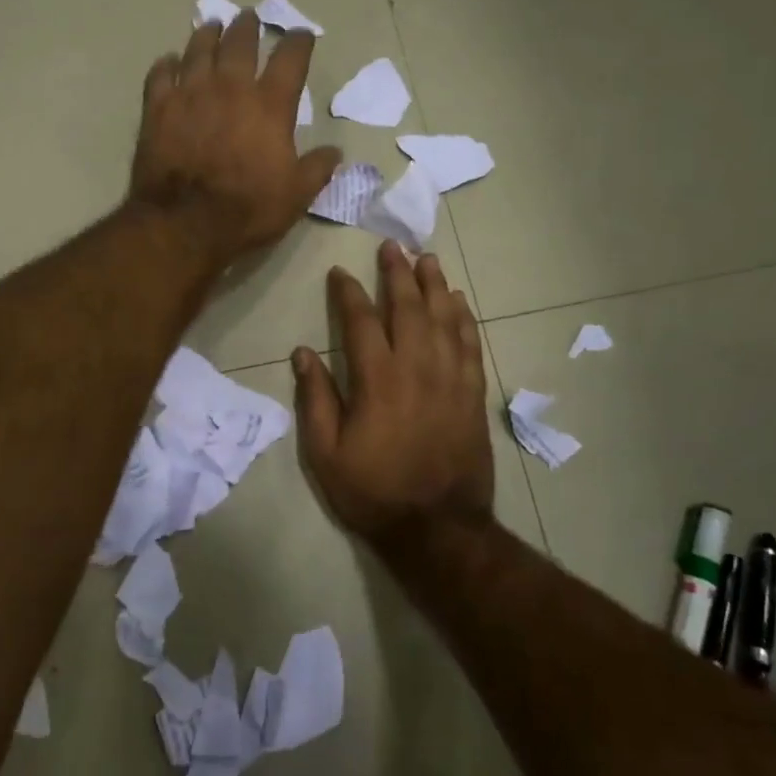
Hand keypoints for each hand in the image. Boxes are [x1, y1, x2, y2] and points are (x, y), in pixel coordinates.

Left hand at [129, 12, 341, 265]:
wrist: (185, 223)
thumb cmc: (247, 210)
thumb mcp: (296, 196)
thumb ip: (317, 169)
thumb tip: (335, 152)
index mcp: (270, 105)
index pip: (290, 59)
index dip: (298, 42)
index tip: (301, 35)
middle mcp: (230, 88)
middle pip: (240, 43)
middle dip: (248, 27)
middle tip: (249, 18)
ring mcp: (190, 94)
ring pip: (199, 50)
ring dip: (208, 35)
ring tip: (212, 27)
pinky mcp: (157, 109)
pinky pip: (160, 74)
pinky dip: (166, 65)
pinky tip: (169, 62)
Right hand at [293, 241, 494, 547]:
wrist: (437, 528)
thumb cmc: (374, 491)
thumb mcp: (326, 453)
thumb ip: (315, 399)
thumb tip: (302, 353)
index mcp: (377, 379)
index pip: (361, 321)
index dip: (349, 293)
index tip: (340, 274)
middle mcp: (417, 368)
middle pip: (409, 308)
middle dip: (397, 274)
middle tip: (392, 247)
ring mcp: (450, 379)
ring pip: (445, 318)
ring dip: (435, 285)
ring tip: (426, 260)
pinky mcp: (472, 394)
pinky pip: (470, 344)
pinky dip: (464, 318)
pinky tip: (459, 302)